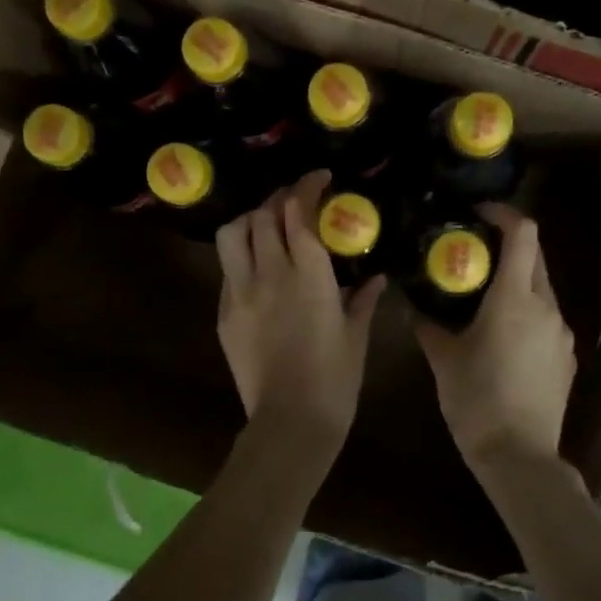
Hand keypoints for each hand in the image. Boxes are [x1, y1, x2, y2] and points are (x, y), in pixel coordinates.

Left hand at [215, 171, 384, 456]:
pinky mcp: (224, 313)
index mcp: (309, 275)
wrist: (291, 422)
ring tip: (267, 225)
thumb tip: (376, 277)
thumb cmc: (335, 379)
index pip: (298, 212)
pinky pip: (227, 269)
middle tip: (295, 200)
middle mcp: (270, 274)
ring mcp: (240, 292)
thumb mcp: (356, 335)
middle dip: (279, 198)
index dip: (306, 187)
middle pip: (263, 215)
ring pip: (233, 234)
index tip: (319, 179)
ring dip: (251, 219)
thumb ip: (363, 298)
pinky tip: (258, 267)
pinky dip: (242, 255)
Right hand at [416, 202, 575, 471]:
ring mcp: (561, 332)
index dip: (504, 214)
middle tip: (473, 253)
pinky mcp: (566, 356)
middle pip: (535, 257)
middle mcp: (546, 307)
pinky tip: (504, 335)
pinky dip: (527, 311)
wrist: (520, 456)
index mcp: (515, 299)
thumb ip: (427, 324)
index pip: (523, 234)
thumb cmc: (476, 401)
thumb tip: (411, 304)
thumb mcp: (443, 359)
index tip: (478, 213)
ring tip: (484, 296)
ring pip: (542, 288)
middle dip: (507, 246)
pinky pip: (547, 318)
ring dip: (517, 281)